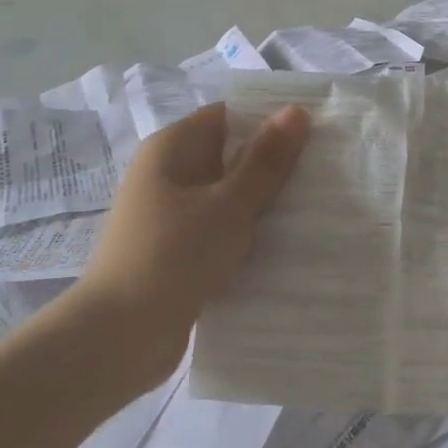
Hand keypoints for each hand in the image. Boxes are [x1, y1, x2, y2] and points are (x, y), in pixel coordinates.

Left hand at [73, 101, 309, 392]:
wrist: (120, 337)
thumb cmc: (174, 255)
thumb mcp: (229, 204)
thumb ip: (265, 160)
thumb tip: (295, 110)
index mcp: (172, 148)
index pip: (229, 116)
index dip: (271, 119)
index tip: (318, 131)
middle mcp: (168, 173)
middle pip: (230, 155)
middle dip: (275, 163)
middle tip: (327, 171)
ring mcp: (171, 214)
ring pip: (228, 196)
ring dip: (265, 202)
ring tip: (317, 206)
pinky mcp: (178, 250)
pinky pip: (220, 229)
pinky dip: (248, 233)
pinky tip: (286, 244)